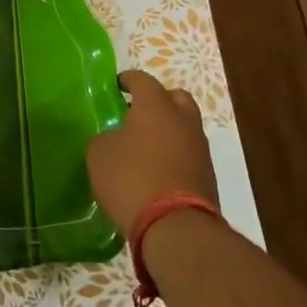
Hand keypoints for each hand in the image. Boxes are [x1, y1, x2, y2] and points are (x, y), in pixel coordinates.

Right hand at [86, 70, 218, 232]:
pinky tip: (155, 170)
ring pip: (184, 127)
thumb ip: (105, 138)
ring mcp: (200, 148)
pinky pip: (188, 154)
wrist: (175, 227)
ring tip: (144, 147)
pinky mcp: (207, 176)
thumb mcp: (99, 154)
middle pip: (175, 98)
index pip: (142, 80)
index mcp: (156, 106)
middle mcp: (183, 120)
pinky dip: (174, 155)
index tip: (116, 86)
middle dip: (157, 101)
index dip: (127, 80)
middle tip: (136, 113)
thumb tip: (114, 139)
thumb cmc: (132, 178)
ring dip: (168, 131)